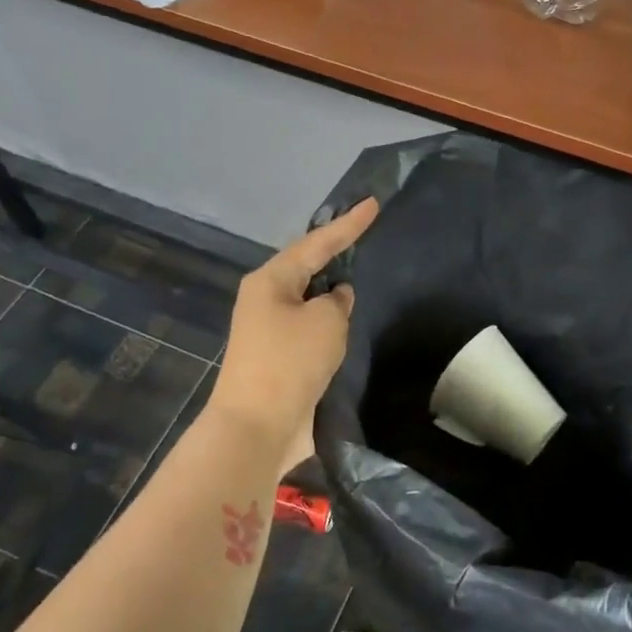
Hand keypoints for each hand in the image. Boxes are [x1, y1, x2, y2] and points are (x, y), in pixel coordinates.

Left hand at [208, 198, 378, 457]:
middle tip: (366, 234)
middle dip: (336, 252)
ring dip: (334, 291)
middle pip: (308, 267)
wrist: (258, 427)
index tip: (373, 204)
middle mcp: (266, 300)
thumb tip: (336, 298)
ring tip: (364, 273)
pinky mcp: (280, 358)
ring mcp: (270, 330)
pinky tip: (351, 320)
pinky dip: (331, 321)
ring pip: (310, 299)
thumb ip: (338, 300)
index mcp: (271, 281)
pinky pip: (311, 327)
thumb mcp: (326, 321)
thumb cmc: (290, 362)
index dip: (348, 224)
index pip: (316, 243)